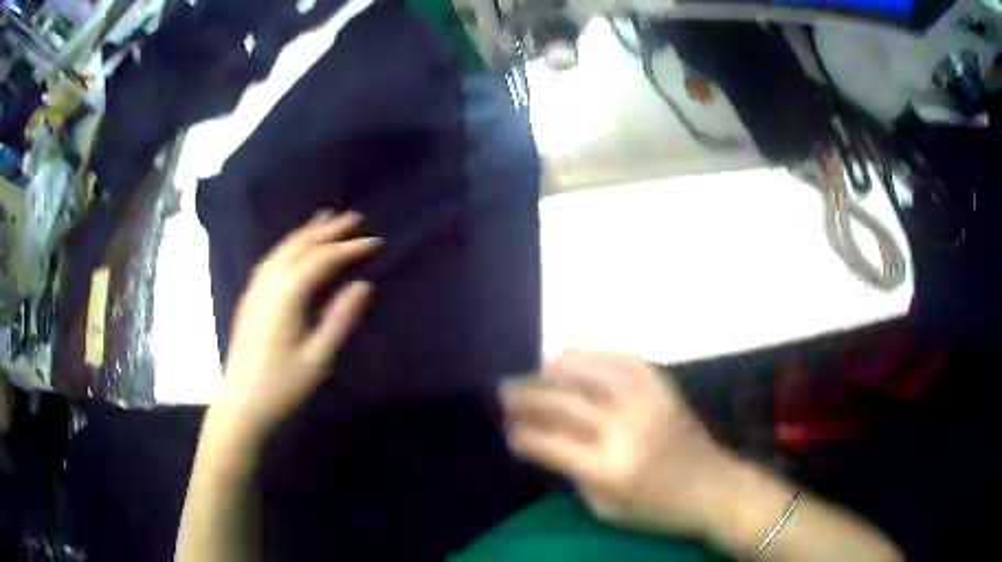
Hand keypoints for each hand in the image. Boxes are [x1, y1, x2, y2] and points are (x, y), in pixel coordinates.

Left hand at [211, 210, 379, 444]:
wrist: (241, 404)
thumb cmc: (282, 386)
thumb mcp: (318, 358)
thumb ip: (340, 319)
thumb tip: (362, 285)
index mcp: (287, 294)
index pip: (322, 260)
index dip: (349, 248)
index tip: (375, 241)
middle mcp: (269, 282)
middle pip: (300, 245)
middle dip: (328, 229)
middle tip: (353, 217)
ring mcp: (256, 289)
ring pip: (283, 249)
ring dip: (306, 232)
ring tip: (324, 218)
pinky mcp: (250, 298)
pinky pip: (272, 259)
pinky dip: (289, 245)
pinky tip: (294, 248)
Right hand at [501, 349, 741, 537]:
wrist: (713, 487)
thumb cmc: (658, 508)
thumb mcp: (606, 509)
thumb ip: (575, 475)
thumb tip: (550, 441)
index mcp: (608, 470)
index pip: (551, 444)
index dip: (524, 435)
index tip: (509, 431)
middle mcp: (624, 430)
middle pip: (564, 404)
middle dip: (527, 396)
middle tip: (505, 390)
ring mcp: (646, 402)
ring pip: (590, 373)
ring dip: (555, 369)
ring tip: (535, 371)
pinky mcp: (663, 387)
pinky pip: (624, 358)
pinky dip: (595, 352)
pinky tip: (575, 353)